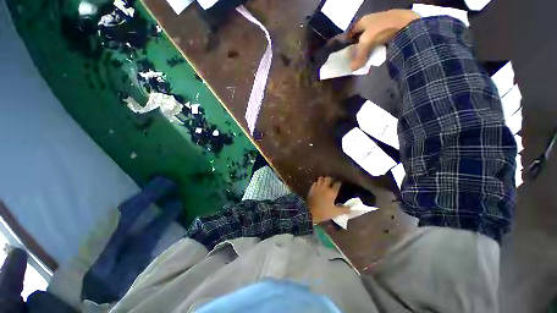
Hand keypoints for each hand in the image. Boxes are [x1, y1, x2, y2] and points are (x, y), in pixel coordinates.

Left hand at [307, 177, 349, 223]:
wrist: (309, 212)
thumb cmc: (323, 212)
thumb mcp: (335, 213)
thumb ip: (344, 210)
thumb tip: (352, 208)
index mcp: (332, 192)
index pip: (337, 184)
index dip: (339, 183)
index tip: (340, 184)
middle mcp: (325, 187)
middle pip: (328, 178)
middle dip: (331, 179)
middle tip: (333, 182)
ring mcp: (317, 187)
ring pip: (321, 179)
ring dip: (324, 179)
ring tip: (326, 182)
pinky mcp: (311, 188)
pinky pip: (315, 182)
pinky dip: (317, 183)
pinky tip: (318, 185)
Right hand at [348, 9, 419, 69]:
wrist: (404, 24)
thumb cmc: (380, 30)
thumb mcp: (366, 44)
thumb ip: (358, 57)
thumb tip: (351, 69)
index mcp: (362, 21)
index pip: (351, 31)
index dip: (347, 40)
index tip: (345, 50)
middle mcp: (371, 21)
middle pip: (361, 35)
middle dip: (358, 45)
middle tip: (354, 56)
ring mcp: (382, 24)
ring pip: (371, 37)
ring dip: (368, 46)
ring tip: (364, 57)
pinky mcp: (391, 30)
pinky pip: (380, 40)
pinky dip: (377, 46)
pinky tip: (376, 53)